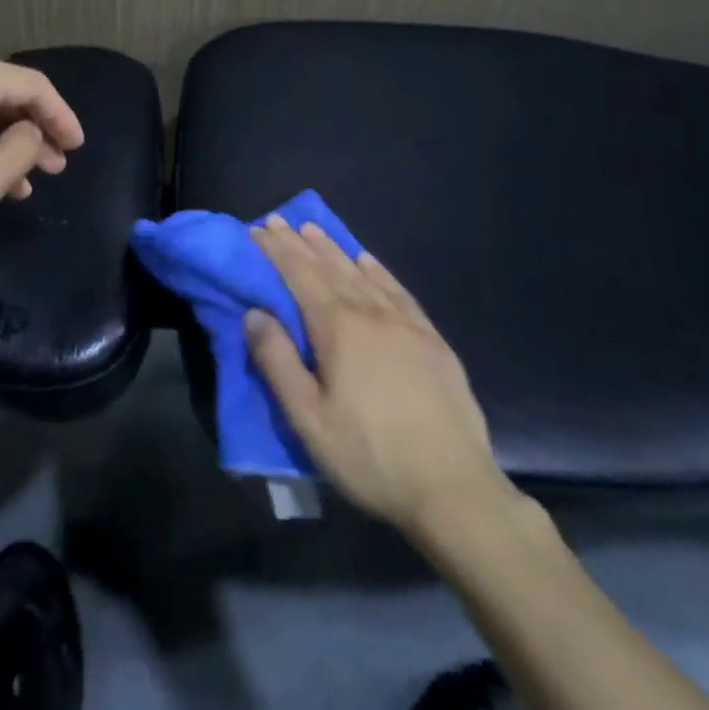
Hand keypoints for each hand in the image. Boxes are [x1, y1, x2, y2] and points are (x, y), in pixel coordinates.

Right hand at [245, 217, 525, 548]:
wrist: (454, 489)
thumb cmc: (370, 457)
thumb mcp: (308, 419)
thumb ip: (277, 362)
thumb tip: (254, 313)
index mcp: (338, 328)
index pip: (299, 276)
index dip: (276, 251)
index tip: (257, 230)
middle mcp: (371, 313)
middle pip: (329, 268)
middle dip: (300, 243)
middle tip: (279, 220)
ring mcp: (406, 324)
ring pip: (362, 274)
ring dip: (334, 249)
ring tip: (314, 230)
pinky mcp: (432, 340)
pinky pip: (398, 291)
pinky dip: (378, 270)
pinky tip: (368, 261)